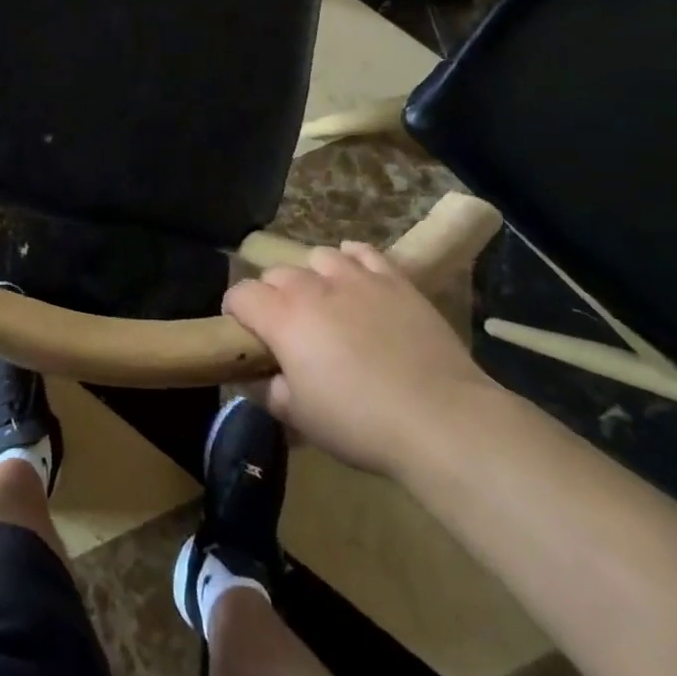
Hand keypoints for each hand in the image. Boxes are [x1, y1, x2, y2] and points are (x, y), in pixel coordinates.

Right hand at [223, 242, 496, 476]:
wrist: (441, 418)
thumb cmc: (361, 424)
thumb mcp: (302, 419)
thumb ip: (271, 392)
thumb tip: (263, 379)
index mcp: (282, 317)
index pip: (240, 294)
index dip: (235, 312)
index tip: (244, 334)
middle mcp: (312, 286)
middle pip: (276, 274)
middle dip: (272, 296)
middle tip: (287, 329)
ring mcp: (355, 277)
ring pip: (317, 257)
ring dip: (312, 277)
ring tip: (324, 302)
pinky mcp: (393, 279)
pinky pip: (362, 252)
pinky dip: (351, 259)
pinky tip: (355, 277)